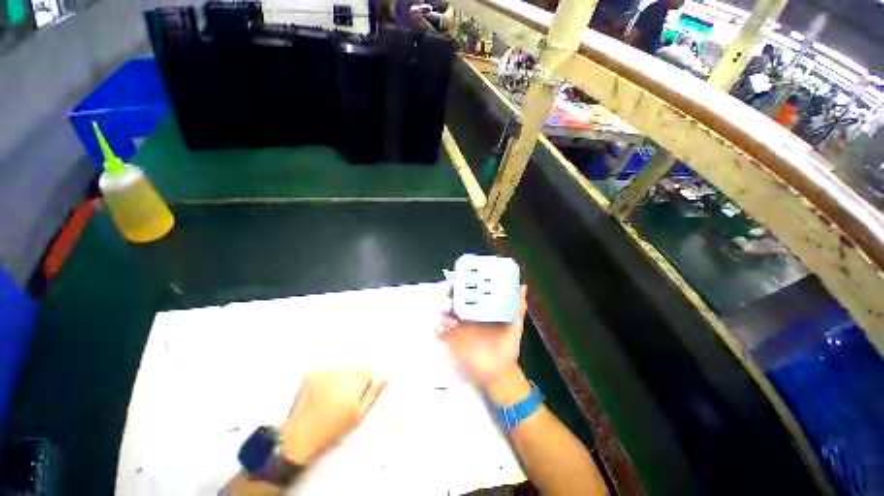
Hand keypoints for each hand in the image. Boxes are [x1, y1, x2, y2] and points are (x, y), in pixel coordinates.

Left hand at [279, 370, 386, 464]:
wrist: (299, 438)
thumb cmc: (333, 430)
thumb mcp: (359, 416)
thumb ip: (373, 393)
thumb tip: (385, 377)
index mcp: (356, 379)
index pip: (367, 372)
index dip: (364, 384)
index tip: (357, 397)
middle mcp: (342, 370)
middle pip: (353, 369)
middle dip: (351, 380)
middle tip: (342, 400)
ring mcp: (325, 371)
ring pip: (339, 370)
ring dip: (338, 380)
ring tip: (329, 399)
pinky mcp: (311, 374)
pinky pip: (324, 372)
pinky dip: (324, 380)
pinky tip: (318, 395)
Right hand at [437, 285, 527, 385]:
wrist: (500, 372)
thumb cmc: (507, 346)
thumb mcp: (514, 325)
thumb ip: (518, 307)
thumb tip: (522, 286)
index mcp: (480, 310)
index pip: (468, 294)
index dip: (462, 285)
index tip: (459, 279)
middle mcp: (468, 316)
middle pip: (454, 301)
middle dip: (449, 295)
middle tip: (449, 292)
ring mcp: (459, 328)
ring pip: (445, 314)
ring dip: (444, 311)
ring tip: (448, 314)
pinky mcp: (452, 341)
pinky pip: (441, 333)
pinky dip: (438, 329)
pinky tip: (440, 329)